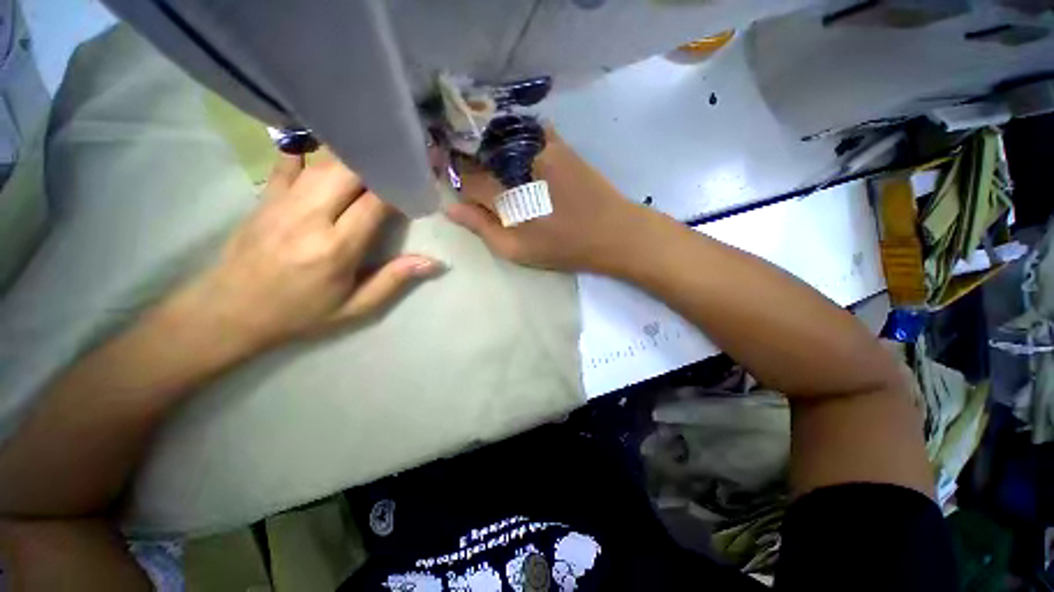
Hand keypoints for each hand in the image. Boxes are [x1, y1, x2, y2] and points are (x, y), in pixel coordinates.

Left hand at [176, 152, 442, 351]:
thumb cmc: (300, 313)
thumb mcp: (355, 307)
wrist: (229, 312)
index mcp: (337, 248)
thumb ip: (394, 280)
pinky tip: (325, 145)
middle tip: (401, 163)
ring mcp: (283, 203)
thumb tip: (434, 262)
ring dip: (354, 157)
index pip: (376, 202)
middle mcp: (310, 217)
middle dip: (380, 164)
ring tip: (376, 154)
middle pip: (350, 172)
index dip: (401, 188)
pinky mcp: (265, 198)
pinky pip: (288, 162)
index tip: (419, 183)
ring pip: (324, 163)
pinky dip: (310, 149)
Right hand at [444, 128, 648, 273]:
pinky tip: (510, 151)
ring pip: (497, 137)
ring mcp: (539, 147)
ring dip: (484, 146)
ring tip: (485, 162)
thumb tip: (449, 207)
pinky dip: (510, 137)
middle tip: (463, 171)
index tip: (448, 181)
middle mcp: (517, 163)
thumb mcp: (517, 250)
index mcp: (506, 195)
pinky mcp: (557, 142)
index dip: (452, 178)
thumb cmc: (563, 247)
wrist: (613, 232)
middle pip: (477, 153)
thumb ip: (481, 228)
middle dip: (464, 159)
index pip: (465, 179)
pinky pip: (523, 130)